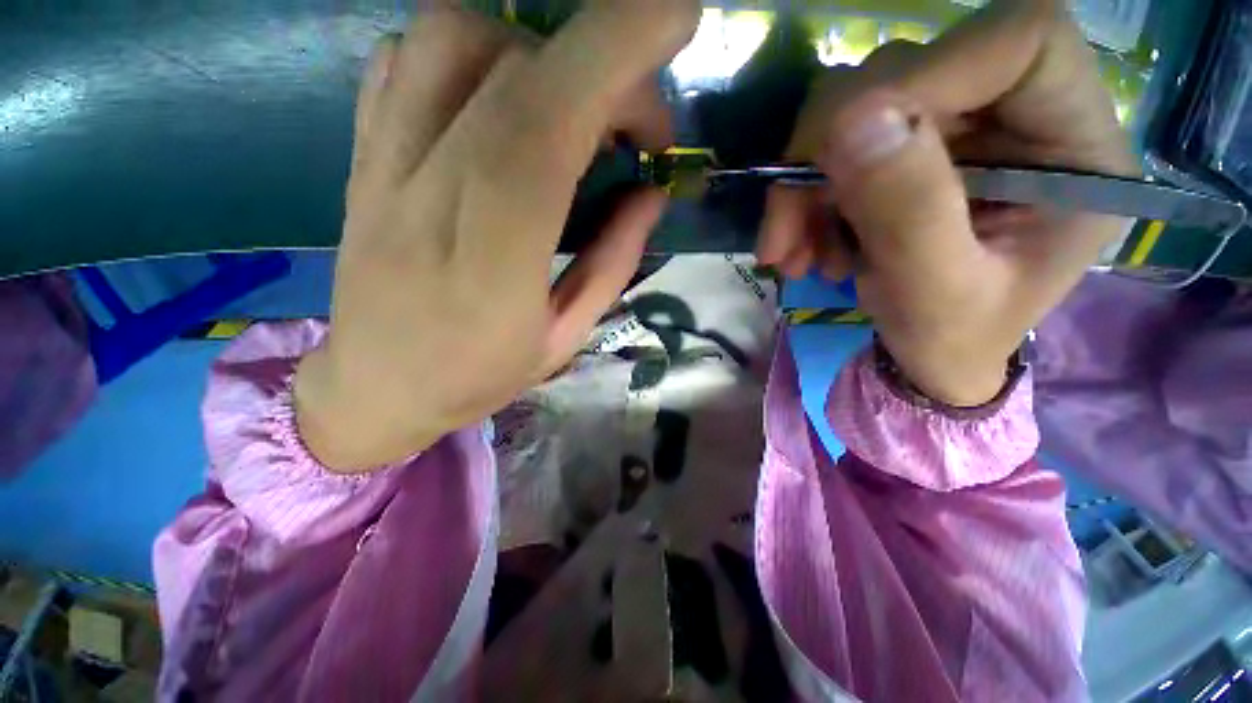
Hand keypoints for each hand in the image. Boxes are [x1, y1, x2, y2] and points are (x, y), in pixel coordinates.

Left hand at [294, 2, 699, 470]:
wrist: (375, 385)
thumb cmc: (478, 374)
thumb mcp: (567, 336)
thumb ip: (614, 261)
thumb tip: (651, 192)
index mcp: (495, 258)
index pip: (547, 122)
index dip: (614, 51)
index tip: (675, 17)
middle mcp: (431, 190)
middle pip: (514, 66)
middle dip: (602, 68)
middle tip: (634, 129)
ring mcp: (383, 161)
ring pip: (455, 37)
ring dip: (536, 54)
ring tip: (567, 117)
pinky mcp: (362, 151)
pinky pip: (410, 57)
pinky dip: (473, 55)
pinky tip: (500, 106)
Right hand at [758, 0, 1136, 405]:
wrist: (934, 356)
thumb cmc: (953, 342)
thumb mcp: (935, 298)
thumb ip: (909, 214)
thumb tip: (851, 120)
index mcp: (1075, 149)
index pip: (1013, 44)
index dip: (920, 77)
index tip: (843, 152)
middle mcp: (1023, 115)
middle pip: (912, 71)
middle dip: (828, 154)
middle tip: (786, 233)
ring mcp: (962, 126)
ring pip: (859, 108)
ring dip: (806, 186)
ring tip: (792, 254)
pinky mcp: (914, 146)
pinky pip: (839, 144)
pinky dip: (805, 196)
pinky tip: (802, 246)